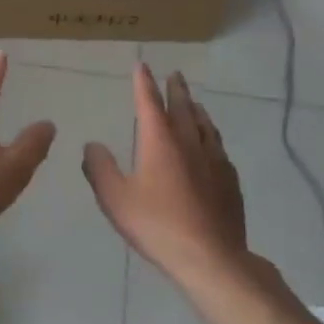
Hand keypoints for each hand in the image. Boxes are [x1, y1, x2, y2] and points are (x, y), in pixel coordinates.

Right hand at [83, 65, 247, 285]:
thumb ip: (100, 168)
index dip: (144, 83)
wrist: (211, 258)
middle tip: (176, 74)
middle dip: (176, 89)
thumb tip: (92, 144)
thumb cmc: (157, 225)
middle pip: (183, 107)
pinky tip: (213, 146)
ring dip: (197, 110)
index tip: (142, 66)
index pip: (149, 102)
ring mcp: (214, 161)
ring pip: (205, 125)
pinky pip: (219, 148)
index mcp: (160, 141)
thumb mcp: (115, 198)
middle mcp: (189, 142)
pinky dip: (212, 137)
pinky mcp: (230, 181)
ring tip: (194, 103)